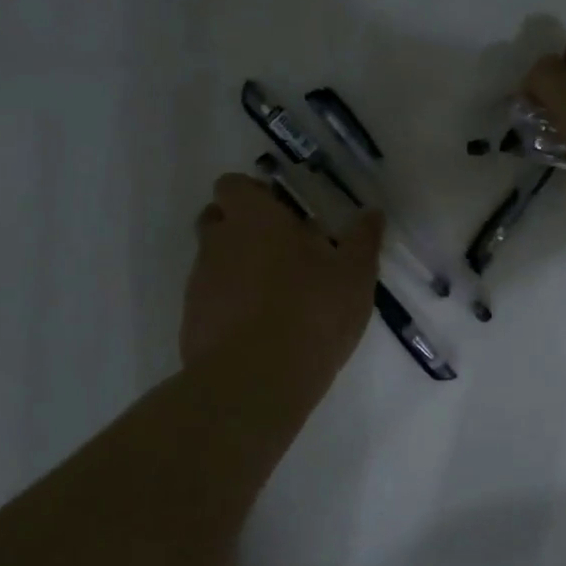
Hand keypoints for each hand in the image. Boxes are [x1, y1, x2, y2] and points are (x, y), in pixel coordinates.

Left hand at [182, 173, 382, 383]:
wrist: (255, 381)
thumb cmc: (311, 312)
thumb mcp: (354, 276)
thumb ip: (363, 240)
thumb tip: (373, 212)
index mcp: (253, 219)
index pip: (233, 185)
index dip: (254, 194)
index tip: (283, 213)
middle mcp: (217, 243)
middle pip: (217, 220)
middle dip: (242, 228)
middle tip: (282, 251)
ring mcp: (199, 283)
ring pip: (214, 262)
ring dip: (238, 269)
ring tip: (276, 297)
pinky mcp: (192, 321)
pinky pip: (210, 301)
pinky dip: (230, 306)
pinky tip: (260, 330)